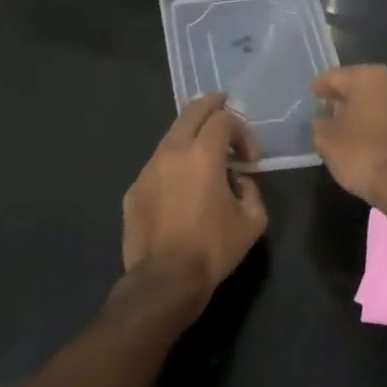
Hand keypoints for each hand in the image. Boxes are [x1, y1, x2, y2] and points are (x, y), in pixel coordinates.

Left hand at [121, 94, 266, 313]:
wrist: (165, 280)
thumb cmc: (214, 248)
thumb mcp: (252, 221)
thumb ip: (252, 191)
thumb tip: (240, 181)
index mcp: (203, 155)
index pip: (224, 119)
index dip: (242, 131)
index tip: (250, 158)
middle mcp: (172, 152)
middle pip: (191, 111)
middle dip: (211, 106)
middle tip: (224, 107)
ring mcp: (148, 169)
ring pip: (170, 136)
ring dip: (190, 136)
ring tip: (204, 151)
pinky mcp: (134, 189)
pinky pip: (157, 165)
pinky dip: (173, 165)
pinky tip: (181, 187)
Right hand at [311, 64, 386, 209]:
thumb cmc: (361, 154)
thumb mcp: (326, 139)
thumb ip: (320, 124)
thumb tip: (323, 120)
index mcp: (369, 77)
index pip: (336, 77)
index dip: (321, 86)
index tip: (312, 93)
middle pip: (361, 85)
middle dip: (344, 96)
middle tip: (327, 108)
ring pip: (379, 100)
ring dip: (363, 109)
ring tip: (345, 124)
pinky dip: (378, 122)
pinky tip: (367, 136)